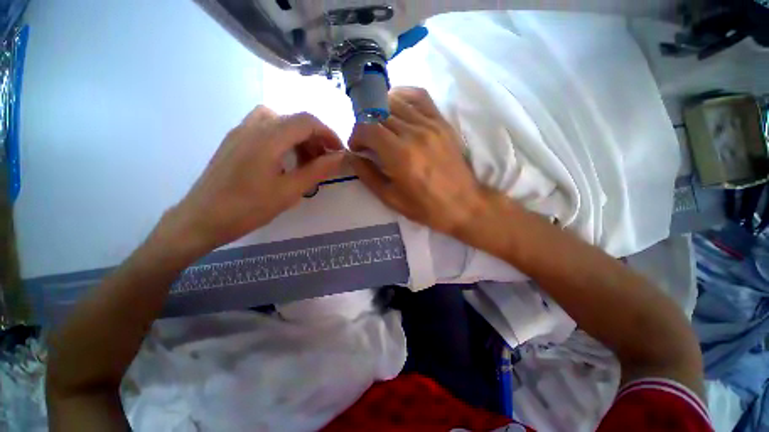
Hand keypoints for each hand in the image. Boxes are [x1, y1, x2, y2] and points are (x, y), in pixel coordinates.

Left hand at [168, 106, 343, 251]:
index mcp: (268, 138)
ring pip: (280, 121)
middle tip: (324, 160)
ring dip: (299, 136)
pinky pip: (265, 127)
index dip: (328, 134)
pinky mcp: (234, 139)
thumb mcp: (289, 191)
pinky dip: (283, 137)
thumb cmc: (248, 208)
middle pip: (294, 120)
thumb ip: (317, 170)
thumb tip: (339, 157)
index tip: (338, 152)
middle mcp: (253, 126)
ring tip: (306, 159)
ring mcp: (241, 131)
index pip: (307, 121)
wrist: (202, 219)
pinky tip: (284, 158)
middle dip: (315, 138)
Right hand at [348, 87, 484, 234]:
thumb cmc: (425, 207)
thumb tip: (352, 157)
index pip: (367, 127)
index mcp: (399, 155)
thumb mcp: (390, 198)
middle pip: (378, 113)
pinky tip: (397, 107)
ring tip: (381, 127)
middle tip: (367, 140)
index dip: (356, 135)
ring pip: (395, 101)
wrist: (463, 204)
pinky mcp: (441, 122)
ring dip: (380, 111)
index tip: (357, 148)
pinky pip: (419, 96)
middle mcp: (413, 133)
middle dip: (365, 125)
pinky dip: (403, 96)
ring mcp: (430, 124)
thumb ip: (368, 175)